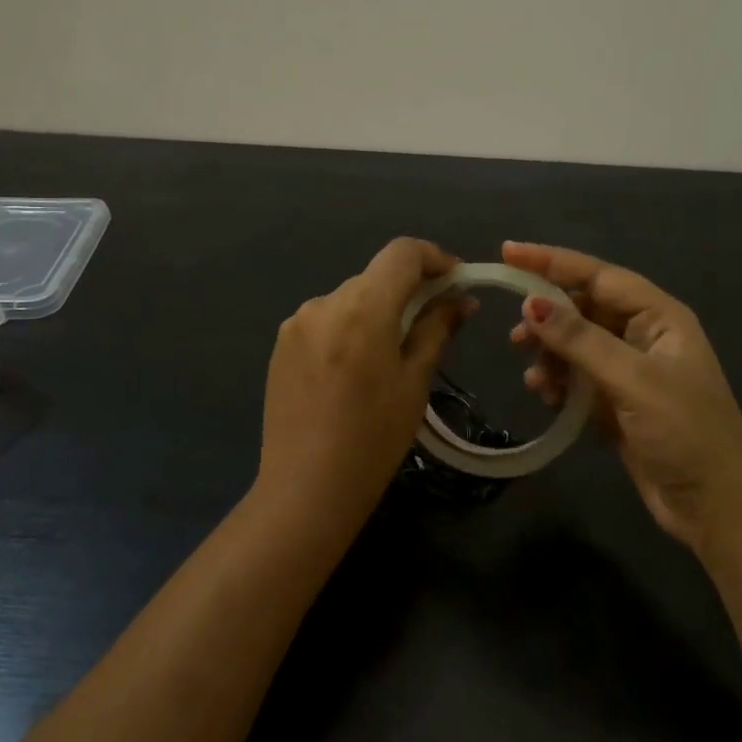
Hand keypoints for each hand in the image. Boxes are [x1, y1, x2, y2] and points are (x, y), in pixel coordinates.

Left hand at [254, 237, 472, 531]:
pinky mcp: (281, 345)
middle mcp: (324, 302)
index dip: (434, 258)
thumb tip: (460, 299)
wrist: (305, 488)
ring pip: (350, 299)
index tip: (456, 281)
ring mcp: (296, 323)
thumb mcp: (414, 382)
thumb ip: (436, 329)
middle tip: (435, 322)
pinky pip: (325, 320)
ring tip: (392, 354)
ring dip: (377, 311)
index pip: (402, 252)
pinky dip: (349, 328)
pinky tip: (354, 369)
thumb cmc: (373, 439)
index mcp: (362, 307)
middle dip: (408, 290)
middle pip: (375, 276)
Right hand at [504, 241, 741, 554]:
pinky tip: (547, 397)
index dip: (552, 262)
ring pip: (577, 346)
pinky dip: (559, 383)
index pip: (598, 275)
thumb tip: (532, 304)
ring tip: (535, 377)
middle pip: (584, 309)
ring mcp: (630, 371)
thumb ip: (580, 340)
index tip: (507, 252)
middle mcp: (643, 336)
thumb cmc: (684, 432)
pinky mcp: (618, 403)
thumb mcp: (632, 380)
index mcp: (659, 317)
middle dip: (548, 318)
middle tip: (515, 337)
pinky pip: (578, 379)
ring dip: (551, 355)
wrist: (717, 507)